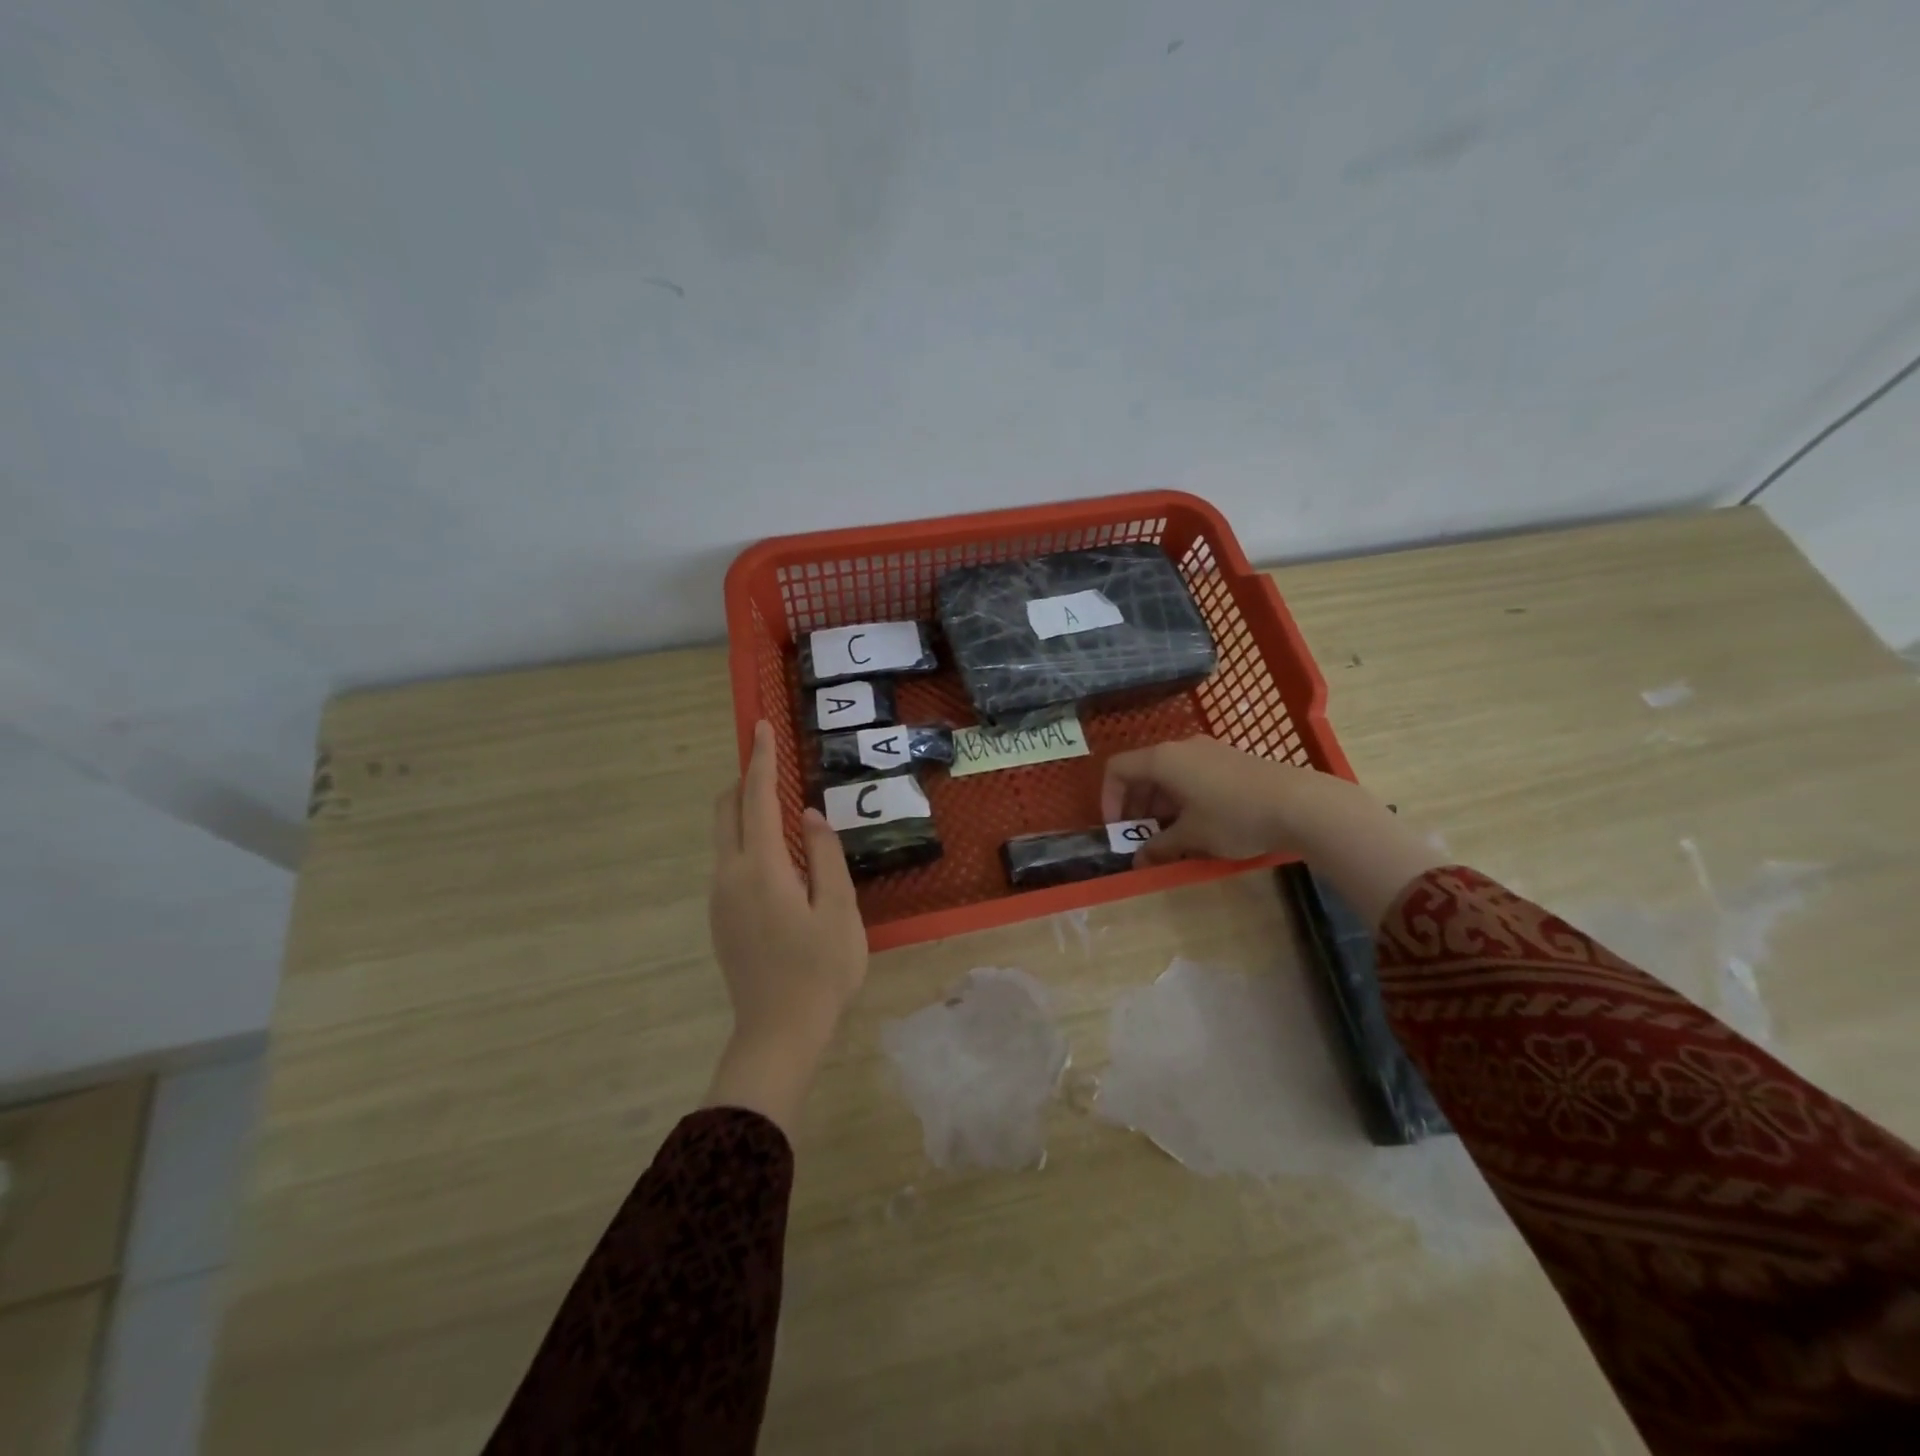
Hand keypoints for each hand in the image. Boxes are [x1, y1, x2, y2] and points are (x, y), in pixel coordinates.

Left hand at [705, 720, 867, 1133]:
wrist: (779, 1032)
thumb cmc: (821, 969)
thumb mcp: (840, 909)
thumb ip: (825, 855)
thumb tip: (810, 816)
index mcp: (762, 868)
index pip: (758, 798)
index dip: (762, 759)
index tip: (761, 726)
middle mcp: (730, 875)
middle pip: (726, 811)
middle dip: (746, 780)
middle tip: (772, 762)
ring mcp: (720, 898)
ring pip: (724, 836)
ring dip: (746, 810)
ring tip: (783, 810)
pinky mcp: (720, 917)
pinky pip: (728, 860)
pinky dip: (746, 839)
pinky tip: (779, 858)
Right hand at [1100, 735, 1308, 863]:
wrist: (1300, 804)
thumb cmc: (1234, 817)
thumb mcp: (1191, 837)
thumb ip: (1159, 846)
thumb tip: (1137, 860)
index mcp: (1162, 760)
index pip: (1117, 769)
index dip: (1109, 799)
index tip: (1117, 829)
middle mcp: (1181, 748)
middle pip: (1142, 771)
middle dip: (1135, 805)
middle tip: (1140, 837)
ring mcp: (1207, 751)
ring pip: (1168, 774)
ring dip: (1159, 804)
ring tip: (1168, 836)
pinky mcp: (1229, 760)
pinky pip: (1191, 774)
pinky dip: (1181, 797)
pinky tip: (1197, 824)